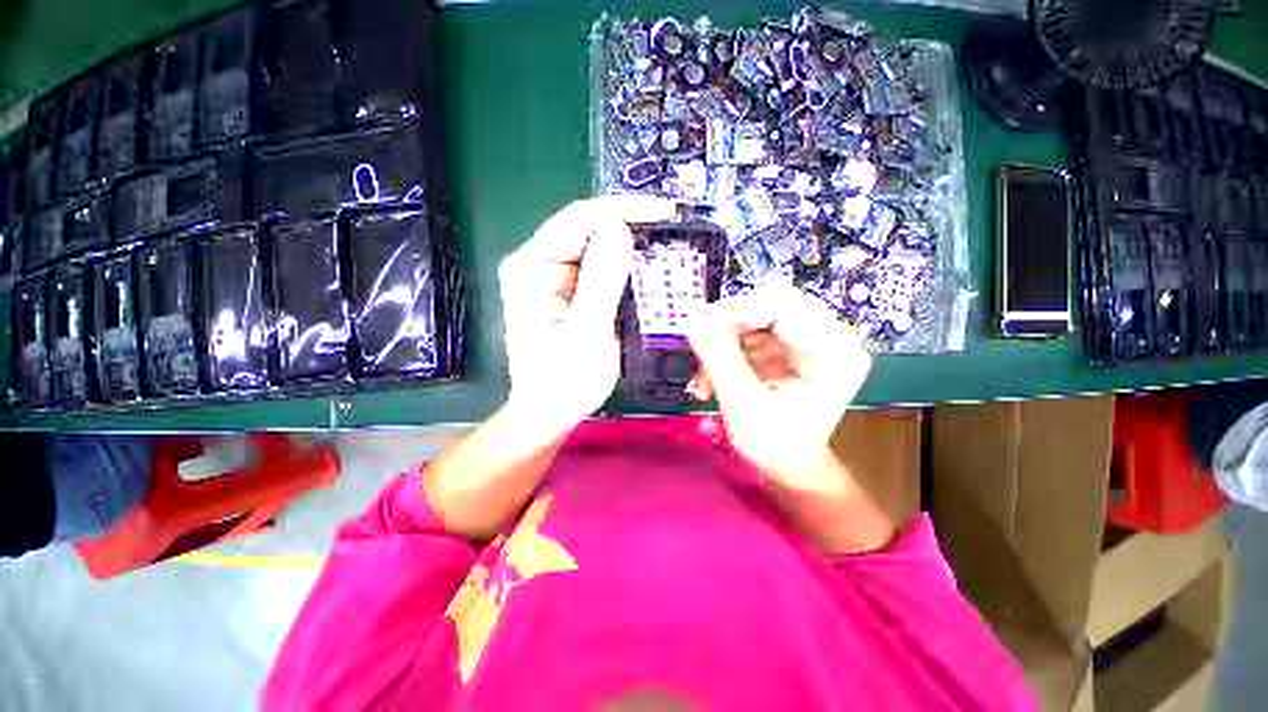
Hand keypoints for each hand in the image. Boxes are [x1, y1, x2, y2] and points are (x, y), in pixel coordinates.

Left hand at [498, 195, 675, 438]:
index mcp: (530, 269)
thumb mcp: (587, 333)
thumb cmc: (563, 382)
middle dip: (628, 228)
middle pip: (586, 230)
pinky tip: (643, 271)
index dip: (622, 210)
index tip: (663, 212)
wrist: (549, 412)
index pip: (578, 220)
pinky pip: (597, 270)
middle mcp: (536, 265)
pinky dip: (622, 269)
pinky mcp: (565, 292)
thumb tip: (620, 229)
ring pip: (594, 248)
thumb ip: (601, 281)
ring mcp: (550, 278)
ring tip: (663, 248)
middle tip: (669, 232)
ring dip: (628, 248)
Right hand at [686, 283, 872, 493]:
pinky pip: (747, 331)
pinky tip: (713, 376)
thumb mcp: (744, 405)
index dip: (738, 309)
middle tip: (699, 354)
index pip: (784, 303)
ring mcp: (805, 337)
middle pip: (766, 304)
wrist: (789, 463)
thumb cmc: (776, 445)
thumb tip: (693, 318)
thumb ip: (719, 358)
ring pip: (751, 316)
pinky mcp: (786, 343)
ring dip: (720, 342)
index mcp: (833, 351)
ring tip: (705, 379)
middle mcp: (827, 335)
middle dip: (725, 329)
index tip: (701, 327)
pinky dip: (724, 349)